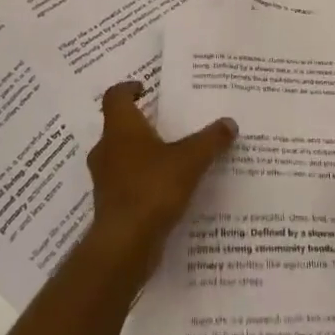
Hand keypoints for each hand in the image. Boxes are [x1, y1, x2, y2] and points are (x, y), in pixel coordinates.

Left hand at [84, 81, 236, 277]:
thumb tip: (229, 123)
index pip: (115, 96)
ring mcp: (105, 180)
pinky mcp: (109, 206)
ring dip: (139, 154)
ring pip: (120, 157)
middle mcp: (107, 149)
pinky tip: (165, 189)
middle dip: (139, 124)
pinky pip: (125, 184)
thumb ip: (210, 140)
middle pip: (117, 127)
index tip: (145, 88)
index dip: (128, 88)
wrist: (124, 245)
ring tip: (168, 156)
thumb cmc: (152, 188)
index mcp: (121, 128)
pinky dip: (141, 182)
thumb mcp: (190, 159)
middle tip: (164, 122)